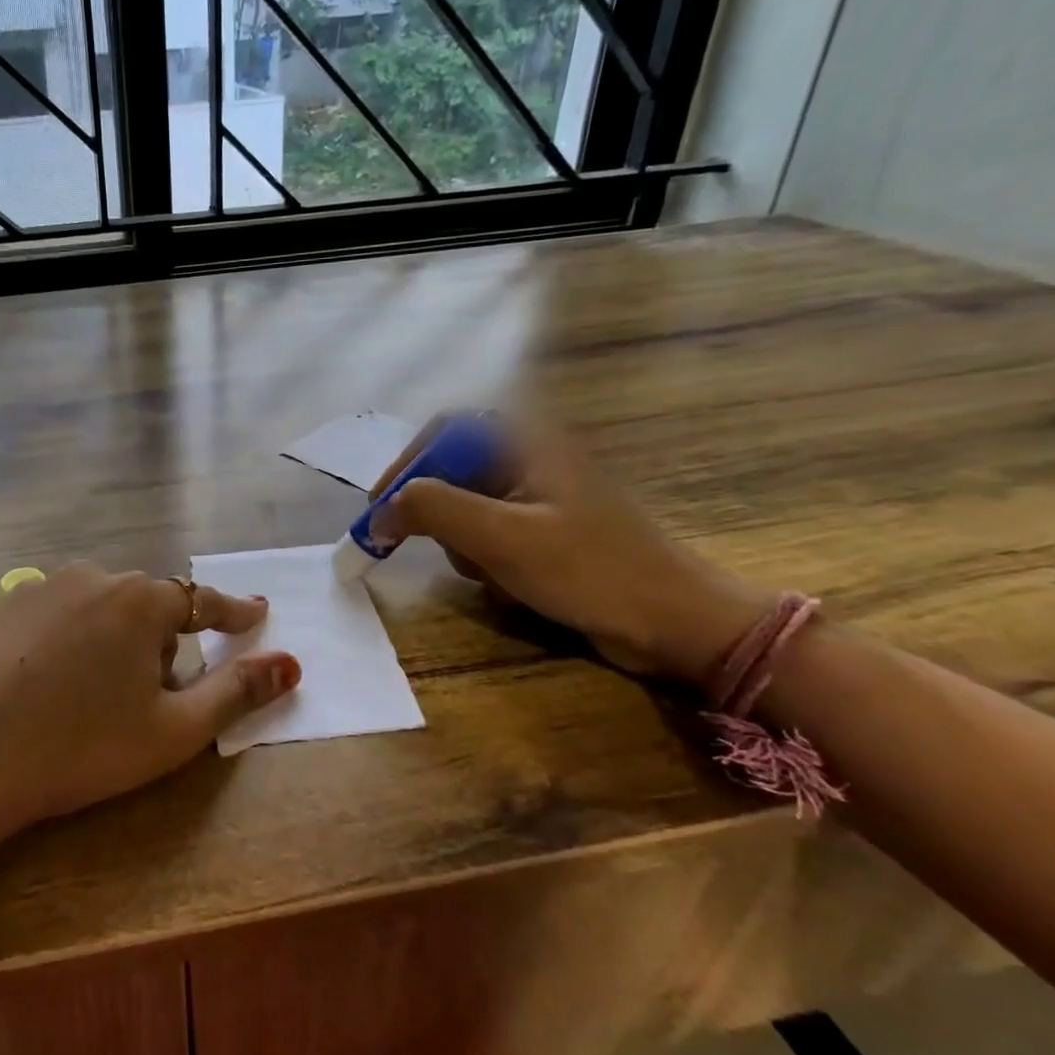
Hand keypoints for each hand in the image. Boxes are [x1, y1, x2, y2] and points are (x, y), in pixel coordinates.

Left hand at [0, 563, 300, 840]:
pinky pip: (51, 616)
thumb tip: (290, 663)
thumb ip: (237, 691)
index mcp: (140, 600)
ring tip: (91, 694)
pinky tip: (43, 684)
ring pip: (97, 607)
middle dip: (160, 642)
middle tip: (147, 696)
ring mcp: (39, 587)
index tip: (254, 616)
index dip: (233, 614)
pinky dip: (63, 640)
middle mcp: (92, 576)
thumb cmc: (83, 748)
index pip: (202, 601)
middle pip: (146, 606)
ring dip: (110, 638)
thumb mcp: (173, 731)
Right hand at [372, 419, 770, 683]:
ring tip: (494, 576)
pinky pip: (493, 539)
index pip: (443, 431)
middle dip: (441, 518)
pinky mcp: (549, 533)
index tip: (382, 507)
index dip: (406, 464)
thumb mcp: (501, 536)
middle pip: (453, 474)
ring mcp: (541, 498)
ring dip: (466, 547)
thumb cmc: (589, 569)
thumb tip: (380, 512)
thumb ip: (432, 509)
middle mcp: (532, 460)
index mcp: (526, 442)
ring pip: (468, 512)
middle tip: (434, 550)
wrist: (675, 623)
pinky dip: (489, 563)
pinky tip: (513, 588)